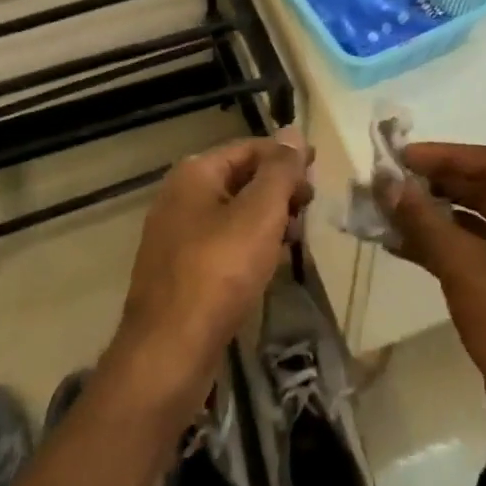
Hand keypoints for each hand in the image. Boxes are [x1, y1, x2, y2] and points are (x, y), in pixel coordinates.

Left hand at [110, 128, 314, 409]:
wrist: (168, 353)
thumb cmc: (218, 272)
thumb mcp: (259, 214)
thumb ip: (279, 171)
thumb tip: (293, 131)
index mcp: (194, 173)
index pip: (248, 148)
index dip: (285, 155)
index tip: (318, 169)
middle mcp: (179, 196)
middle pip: (239, 178)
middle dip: (277, 188)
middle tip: (310, 206)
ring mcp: (176, 235)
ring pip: (232, 213)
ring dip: (267, 218)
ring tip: (297, 236)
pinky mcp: (179, 272)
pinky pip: (222, 244)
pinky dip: (249, 245)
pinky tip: (270, 263)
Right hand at [381, 142, 485, 413]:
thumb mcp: (462, 261)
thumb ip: (420, 216)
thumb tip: (384, 181)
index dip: (442, 155)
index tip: (401, 157)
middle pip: (482, 190)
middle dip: (434, 187)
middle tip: (392, 184)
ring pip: (476, 223)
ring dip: (433, 217)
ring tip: (389, 212)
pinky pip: (476, 252)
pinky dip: (442, 246)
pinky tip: (403, 245)